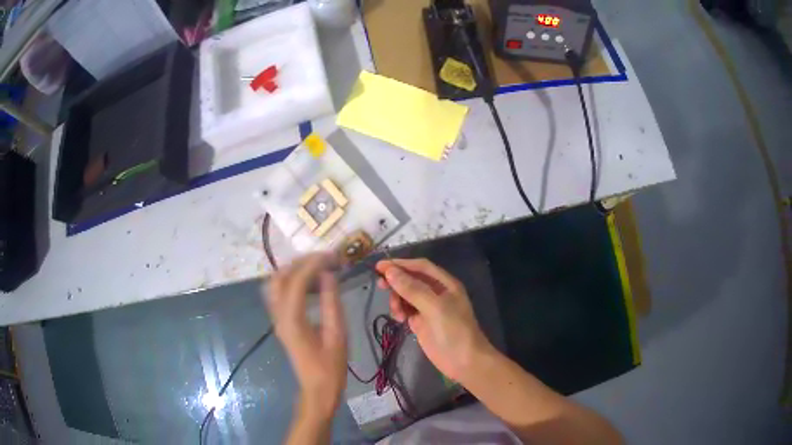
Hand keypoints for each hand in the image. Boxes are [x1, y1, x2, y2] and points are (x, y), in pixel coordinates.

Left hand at [265, 253, 346, 418]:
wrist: (317, 389)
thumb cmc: (331, 366)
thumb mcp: (337, 335)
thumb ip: (331, 303)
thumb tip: (329, 275)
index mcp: (293, 319)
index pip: (296, 281)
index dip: (313, 264)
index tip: (332, 256)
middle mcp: (279, 316)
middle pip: (279, 277)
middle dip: (300, 263)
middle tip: (325, 259)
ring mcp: (277, 319)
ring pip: (275, 284)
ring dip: (294, 270)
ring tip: (319, 268)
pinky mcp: (281, 323)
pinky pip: (278, 294)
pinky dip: (291, 282)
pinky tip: (311, 284)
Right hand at [375, 258, 492, 383]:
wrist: (464, 361)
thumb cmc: (454, 330)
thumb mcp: (434, 307)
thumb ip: (412, 289)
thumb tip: (390, 271)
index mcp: (445, 284)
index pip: (420, 267)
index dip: (401, 264)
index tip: (380, 266)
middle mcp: (436, 293)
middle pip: (411, 280)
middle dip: (396, 281)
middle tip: (380, 285)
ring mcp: (428, 308)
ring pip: (406, 295)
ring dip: (397, 299)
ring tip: (397, 312)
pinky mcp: (421, 323)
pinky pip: (406, 310)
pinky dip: (400, 311)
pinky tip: (399, 319)